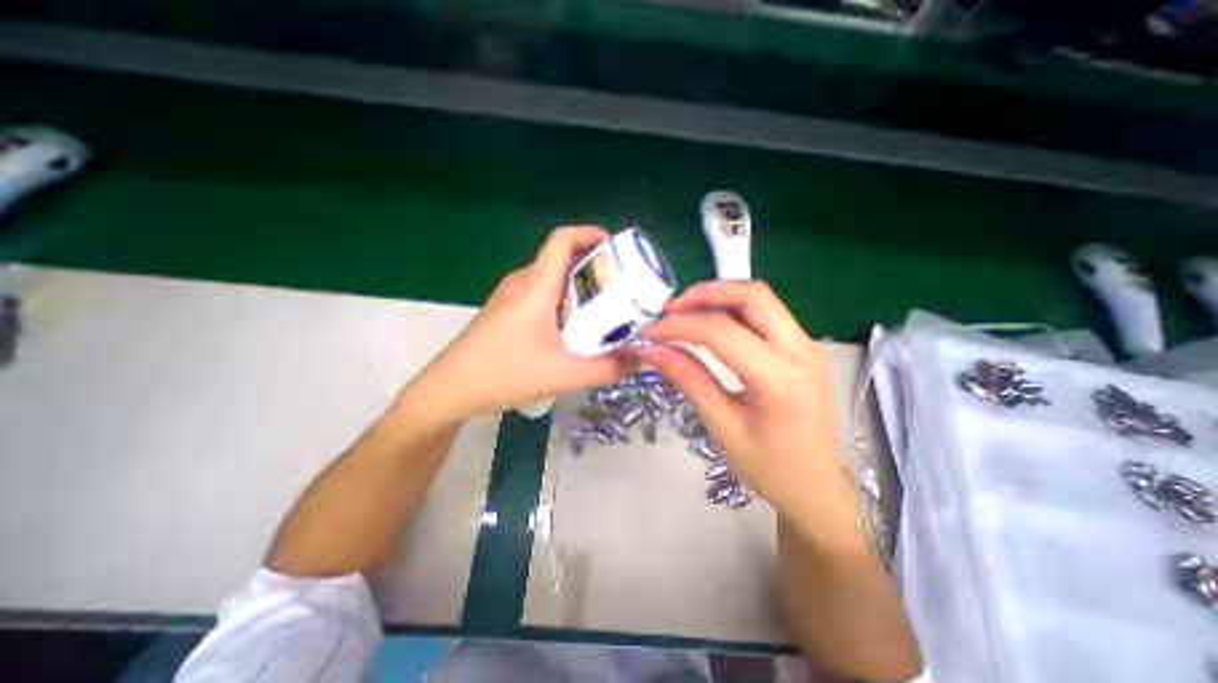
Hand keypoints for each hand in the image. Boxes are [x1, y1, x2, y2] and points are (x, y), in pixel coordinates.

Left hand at [404, 228, 640, 424]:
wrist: (450, 389)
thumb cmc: (504, 373)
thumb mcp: (563, 374)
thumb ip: (606, 369)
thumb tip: (639, 360)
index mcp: (536, 286)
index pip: (562, 239)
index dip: (590, 234)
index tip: (615, 249)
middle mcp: (522, 282)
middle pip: (560, 257)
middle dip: (593, 265)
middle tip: (619, 287)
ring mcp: (510, 296)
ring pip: (550, 277)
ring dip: (577, 285)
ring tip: (601, 308)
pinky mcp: (505, 310)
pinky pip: (539, 293)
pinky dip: (562, 300)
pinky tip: (570, 328)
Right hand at [641, 281, 858, 549]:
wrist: (818, 488)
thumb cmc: (770, 468)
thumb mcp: (723, 426)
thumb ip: (689, 380)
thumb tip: (653, 351)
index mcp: (780, 379)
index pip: (722, 331)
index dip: (680, 325)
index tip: (652, 332)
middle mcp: (802, 351)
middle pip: (752, 295)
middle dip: (706, 293)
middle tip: (671, 309)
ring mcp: (808, 346)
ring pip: (761, 299)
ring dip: (720, 297)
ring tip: (686, 312)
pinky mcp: (804, 348)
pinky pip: (766, 314)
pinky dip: (734, 309)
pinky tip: (712, 323)